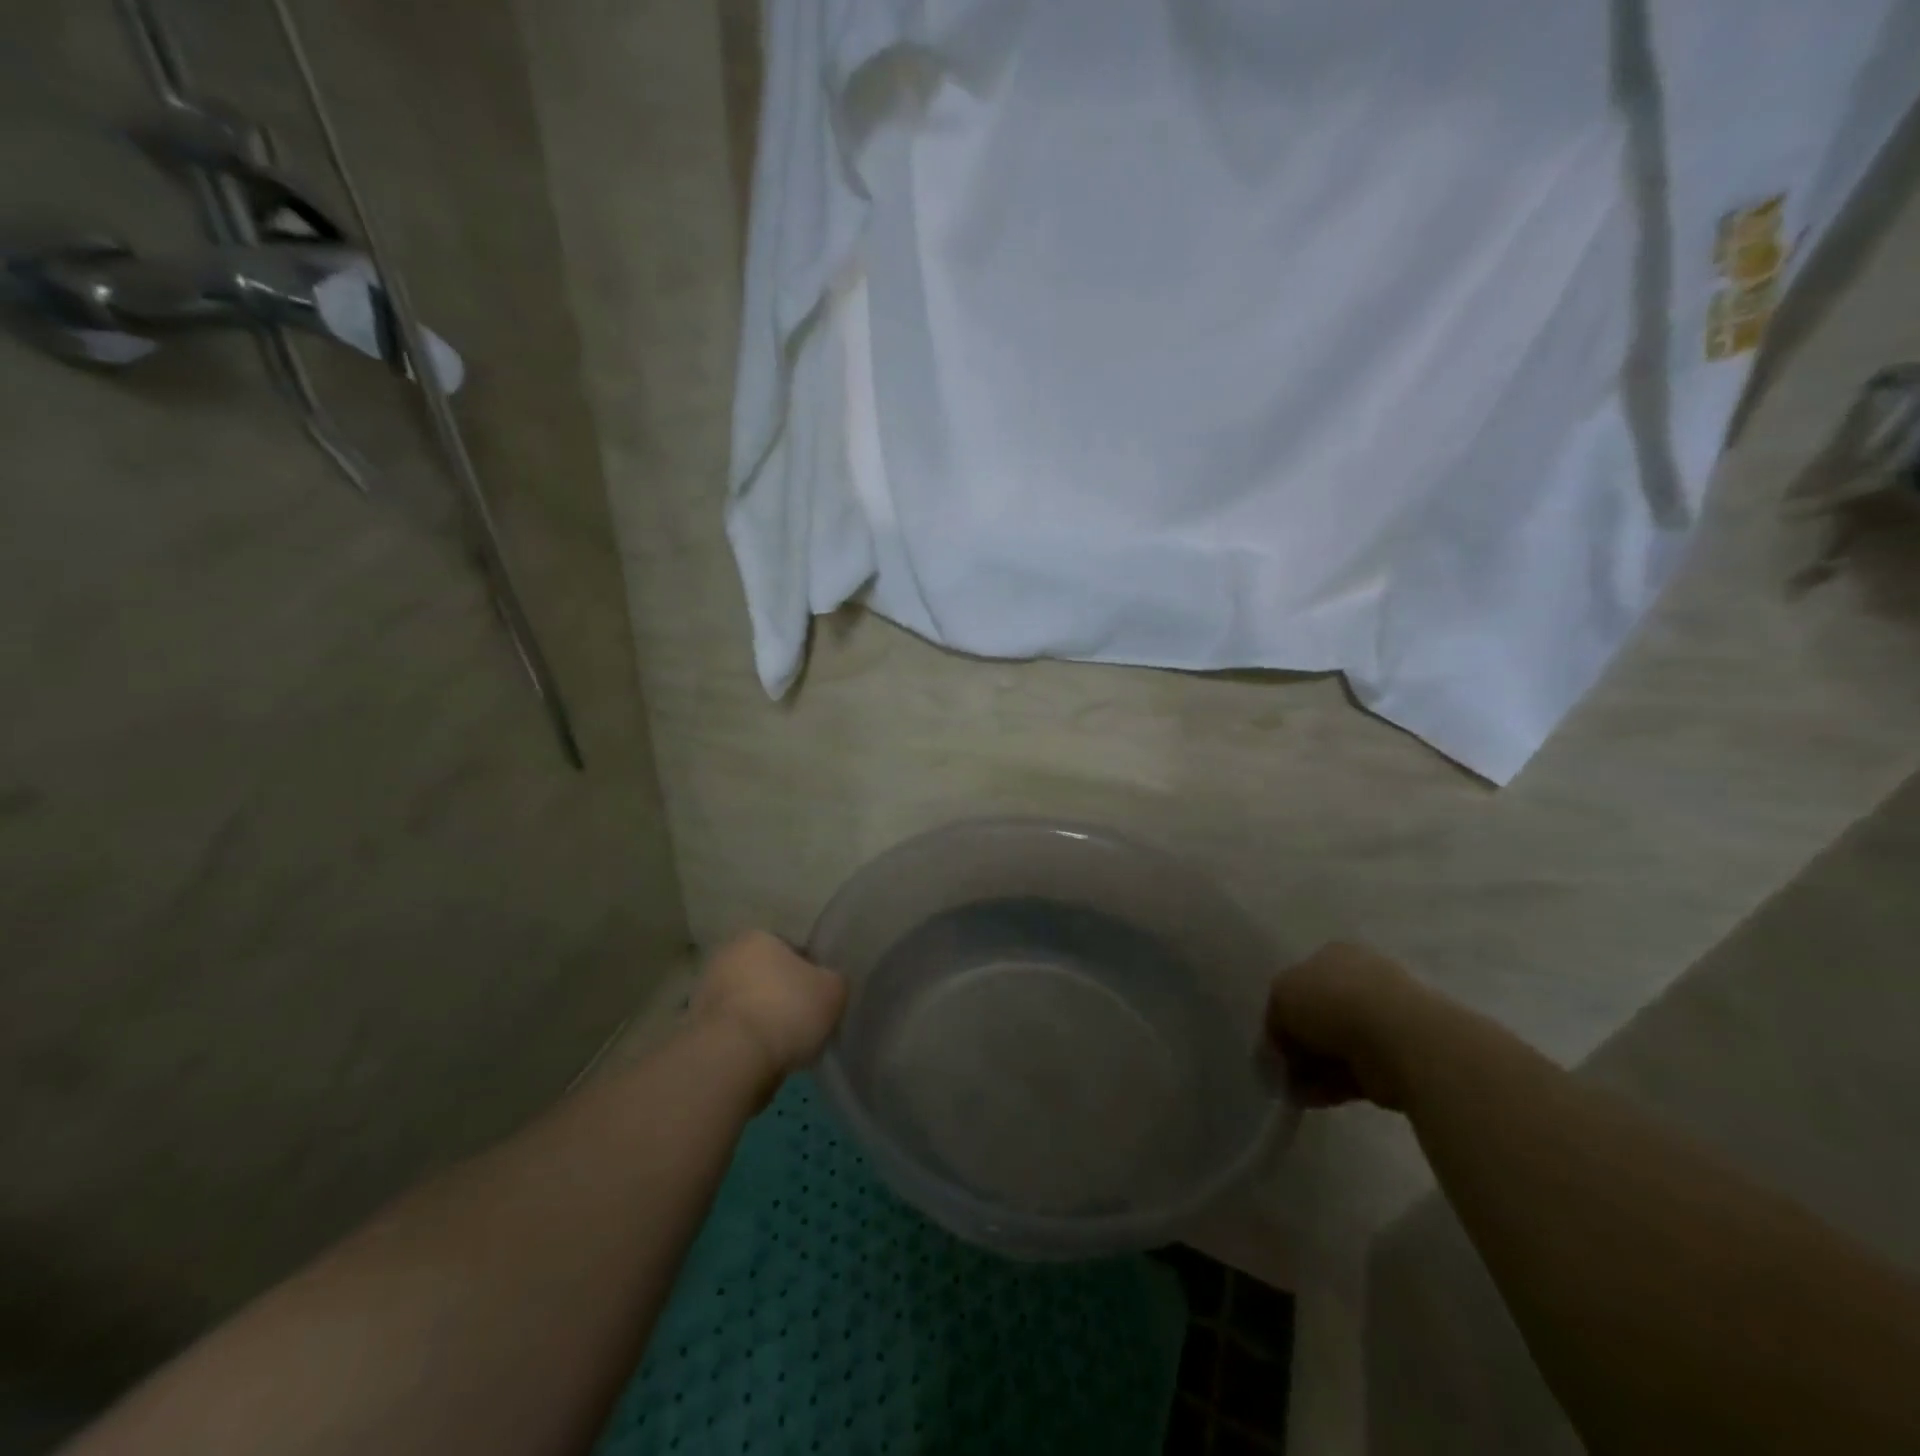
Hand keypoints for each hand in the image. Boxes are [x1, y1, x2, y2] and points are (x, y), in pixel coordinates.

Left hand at [690, 932, 847, 1087]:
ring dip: (763, 1021)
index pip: (792, 950)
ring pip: (747, 1005)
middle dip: (783, 997)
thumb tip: (827, 984)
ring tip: (785, 1049)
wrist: (732, 1060)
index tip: (819, 1000)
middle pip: (766, 976)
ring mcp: (704, 993)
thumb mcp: (834, 990)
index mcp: (758, 936)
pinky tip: (763, 1062)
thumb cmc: (787, 1010)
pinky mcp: (694, 1030)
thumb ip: (834, 980)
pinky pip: (732, 1033)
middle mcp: (726, 956)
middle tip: (804, 1024)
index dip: (810, 974)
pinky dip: (746, 1044)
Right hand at [1265, 942, 1433, 1110]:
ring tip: (1290, 1089)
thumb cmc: (1332, 1000)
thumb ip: (1275, 1018)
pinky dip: (1328, 1087)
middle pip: (1318, 1017)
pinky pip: (1351, 1074)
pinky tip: (1308, 1099)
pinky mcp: (1393, 1061)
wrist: (1397, 1037)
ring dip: (1310, 1069)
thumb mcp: (1281, 996)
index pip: (1301, 982)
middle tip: (1280, 1066)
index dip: (1282, 1010)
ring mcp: (1381, 1023)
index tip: (1273, 1037)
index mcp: (1335, 956)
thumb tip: (1281, 1043)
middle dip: (1298, 1044)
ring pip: (1333, 1047)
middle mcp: (1360, 984)